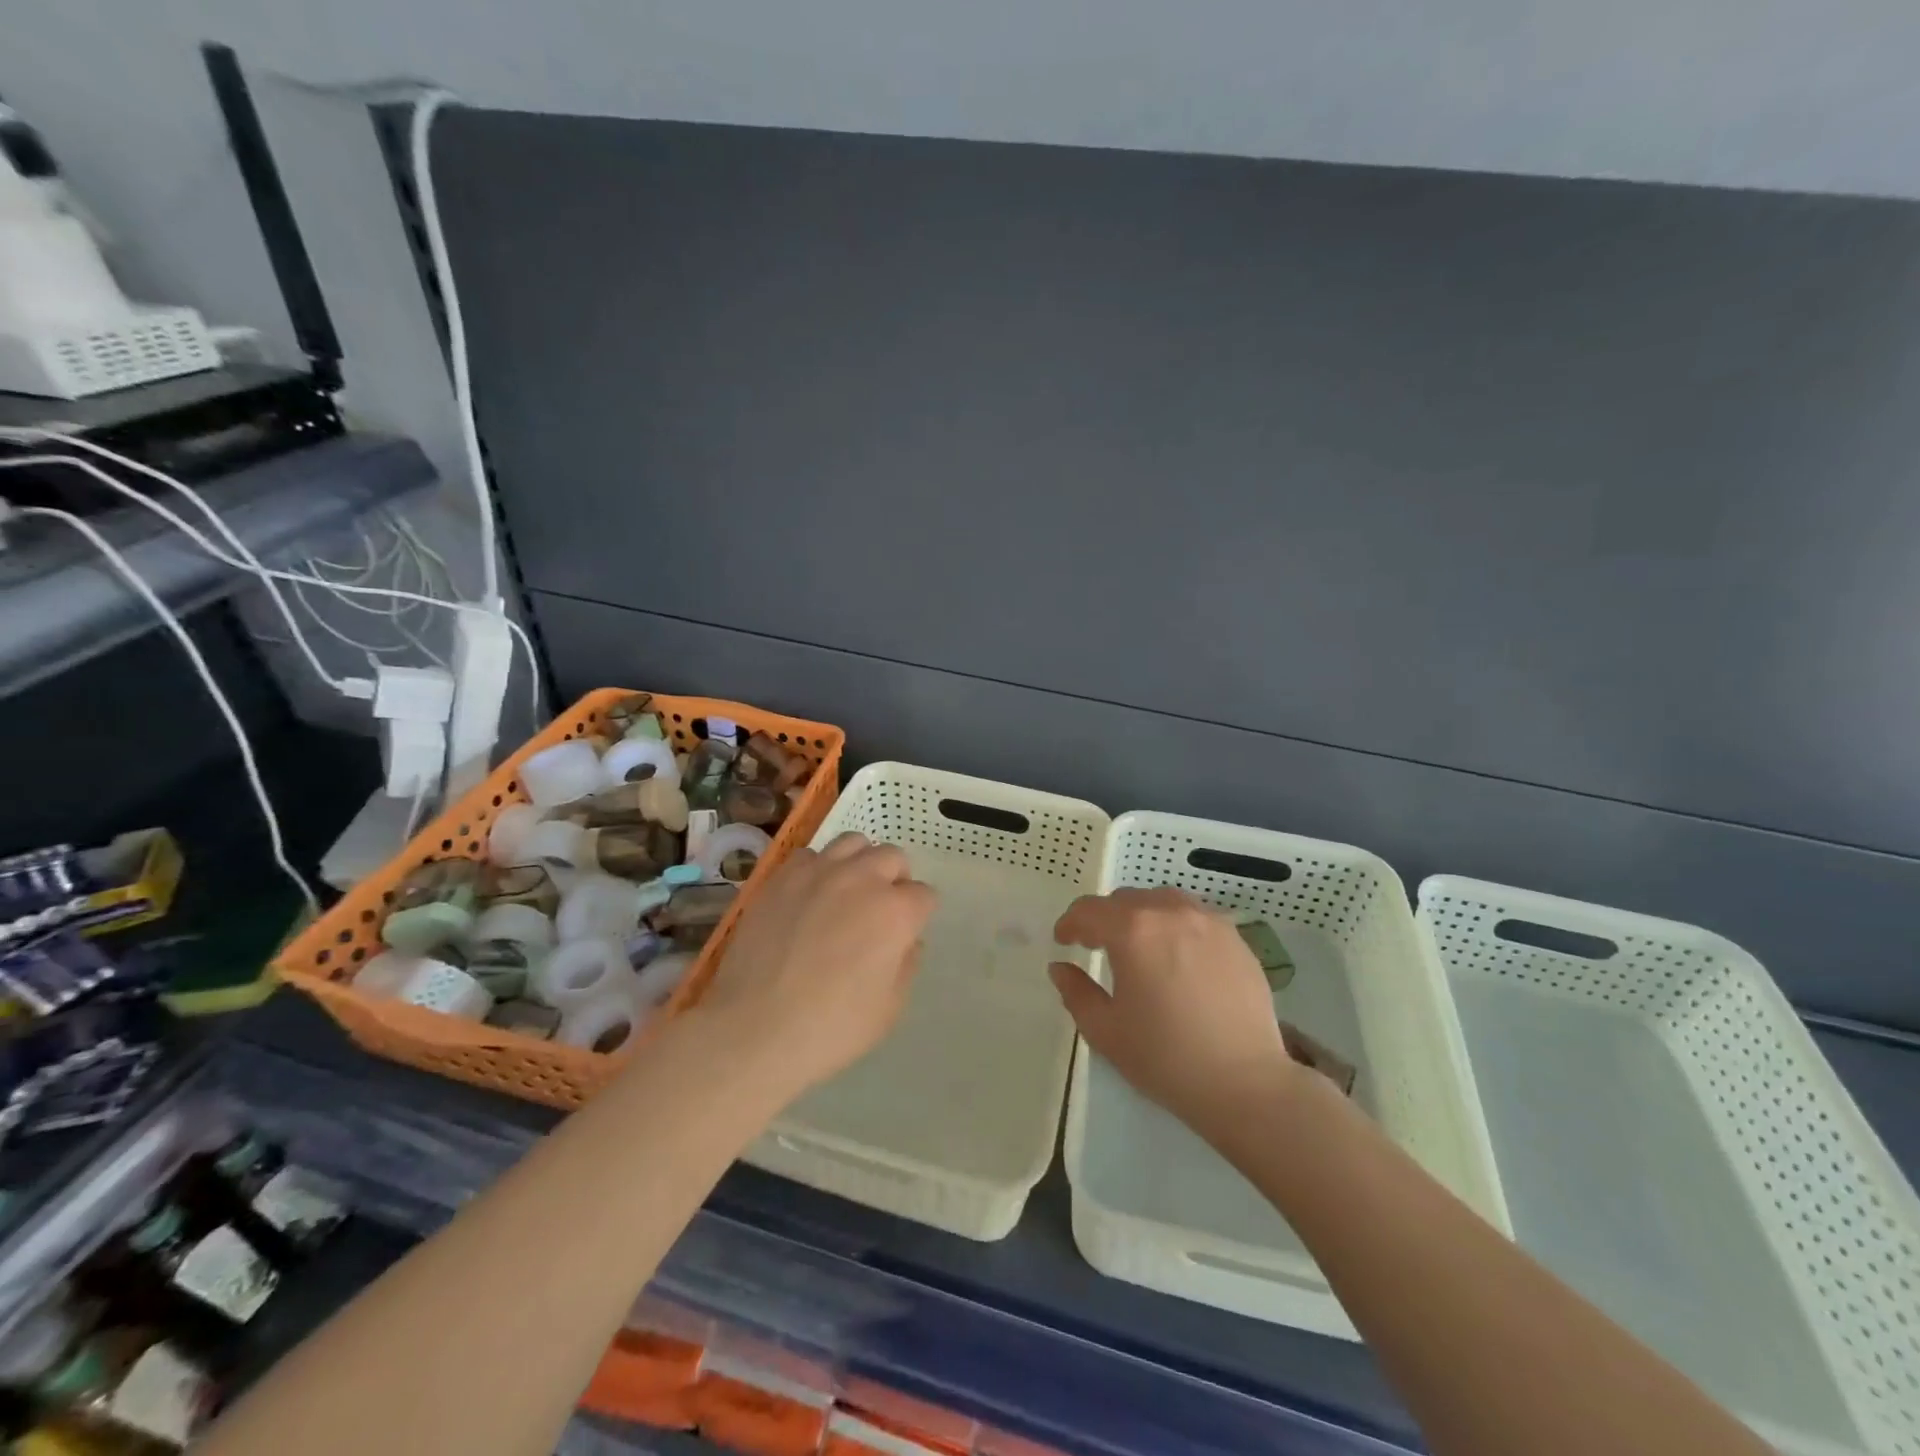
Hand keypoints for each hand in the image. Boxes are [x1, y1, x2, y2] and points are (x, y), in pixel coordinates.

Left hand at [694, 832, 934, 1097]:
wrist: (754, 1029)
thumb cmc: (831, 1028)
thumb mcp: (889, 1009)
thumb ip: (906, 965)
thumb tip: (906, 940)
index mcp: (896, 912)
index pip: (924, 895)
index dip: (918, 915)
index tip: (905, 934)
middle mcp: (862, 879)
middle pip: (893, 857)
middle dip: (894, 879)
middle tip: (879, 910)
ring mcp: (819, 872)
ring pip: (853, 843)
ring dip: (860, 862)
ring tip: (847, 891)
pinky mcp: (782, 876)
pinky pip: (810, 855)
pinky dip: (818, 869)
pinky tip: (809, 896)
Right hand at [1050, 888, 1300, 1146]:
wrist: (1245, 1082)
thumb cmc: (1165, 1057)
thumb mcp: (1105, 1031)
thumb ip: (1076, 992)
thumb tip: (1061, 968)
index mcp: (1132, 931)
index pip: (1089, 910)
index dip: (1070, 923)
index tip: (1064, 941)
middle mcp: (1169, 912)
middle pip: (1125, 900)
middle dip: (1105, 919)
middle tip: (1097, 946)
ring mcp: (1208, 921)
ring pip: (1163, 901)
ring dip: (1142, 916)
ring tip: (1140, 945)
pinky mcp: (1236, 938)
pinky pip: (1195, 917)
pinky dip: (1176, 926)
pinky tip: (1178, 957)